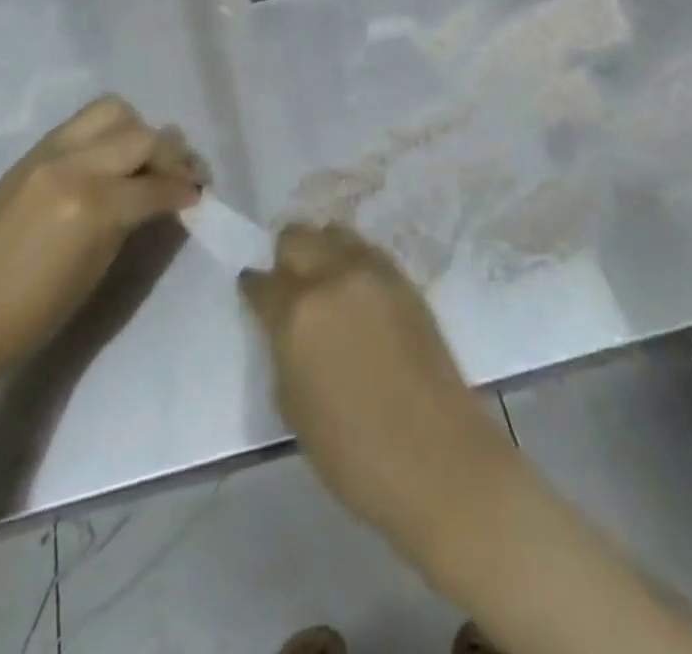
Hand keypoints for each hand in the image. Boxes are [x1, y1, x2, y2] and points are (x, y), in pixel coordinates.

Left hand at [0, 96, 202, 363]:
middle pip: (142, 136)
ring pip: (113, 112)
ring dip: (138, 131)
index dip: (185, 189)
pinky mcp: (31, 153)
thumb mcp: (97, 268)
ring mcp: (49, 152)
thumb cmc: (31, 314)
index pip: (156, 184)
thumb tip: (161, 197)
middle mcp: (74, 164)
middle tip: (183, 175)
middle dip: (171, 154)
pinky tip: (113, 158)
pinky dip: (109, 132)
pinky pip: (83, 123)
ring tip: (145, 158)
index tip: (200, 195)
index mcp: (92, 204)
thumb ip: (131, 221)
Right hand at [239, 224, 516, 544]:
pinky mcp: (403, 279)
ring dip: (322, 250)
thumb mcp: (293, 407)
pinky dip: (354, 260)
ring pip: (334, 233)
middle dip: (286, 257)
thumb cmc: (353, 453)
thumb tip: (285, 329)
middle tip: (289, 284)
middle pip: (296, 238)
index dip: (254, 288)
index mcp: (296, 314)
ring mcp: (371, 273)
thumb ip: (283, 352)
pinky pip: (367, 252)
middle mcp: (331, 278)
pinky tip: (356, 289)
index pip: (261, 282)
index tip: (254, 294)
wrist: (437, 458)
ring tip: (325, 280)